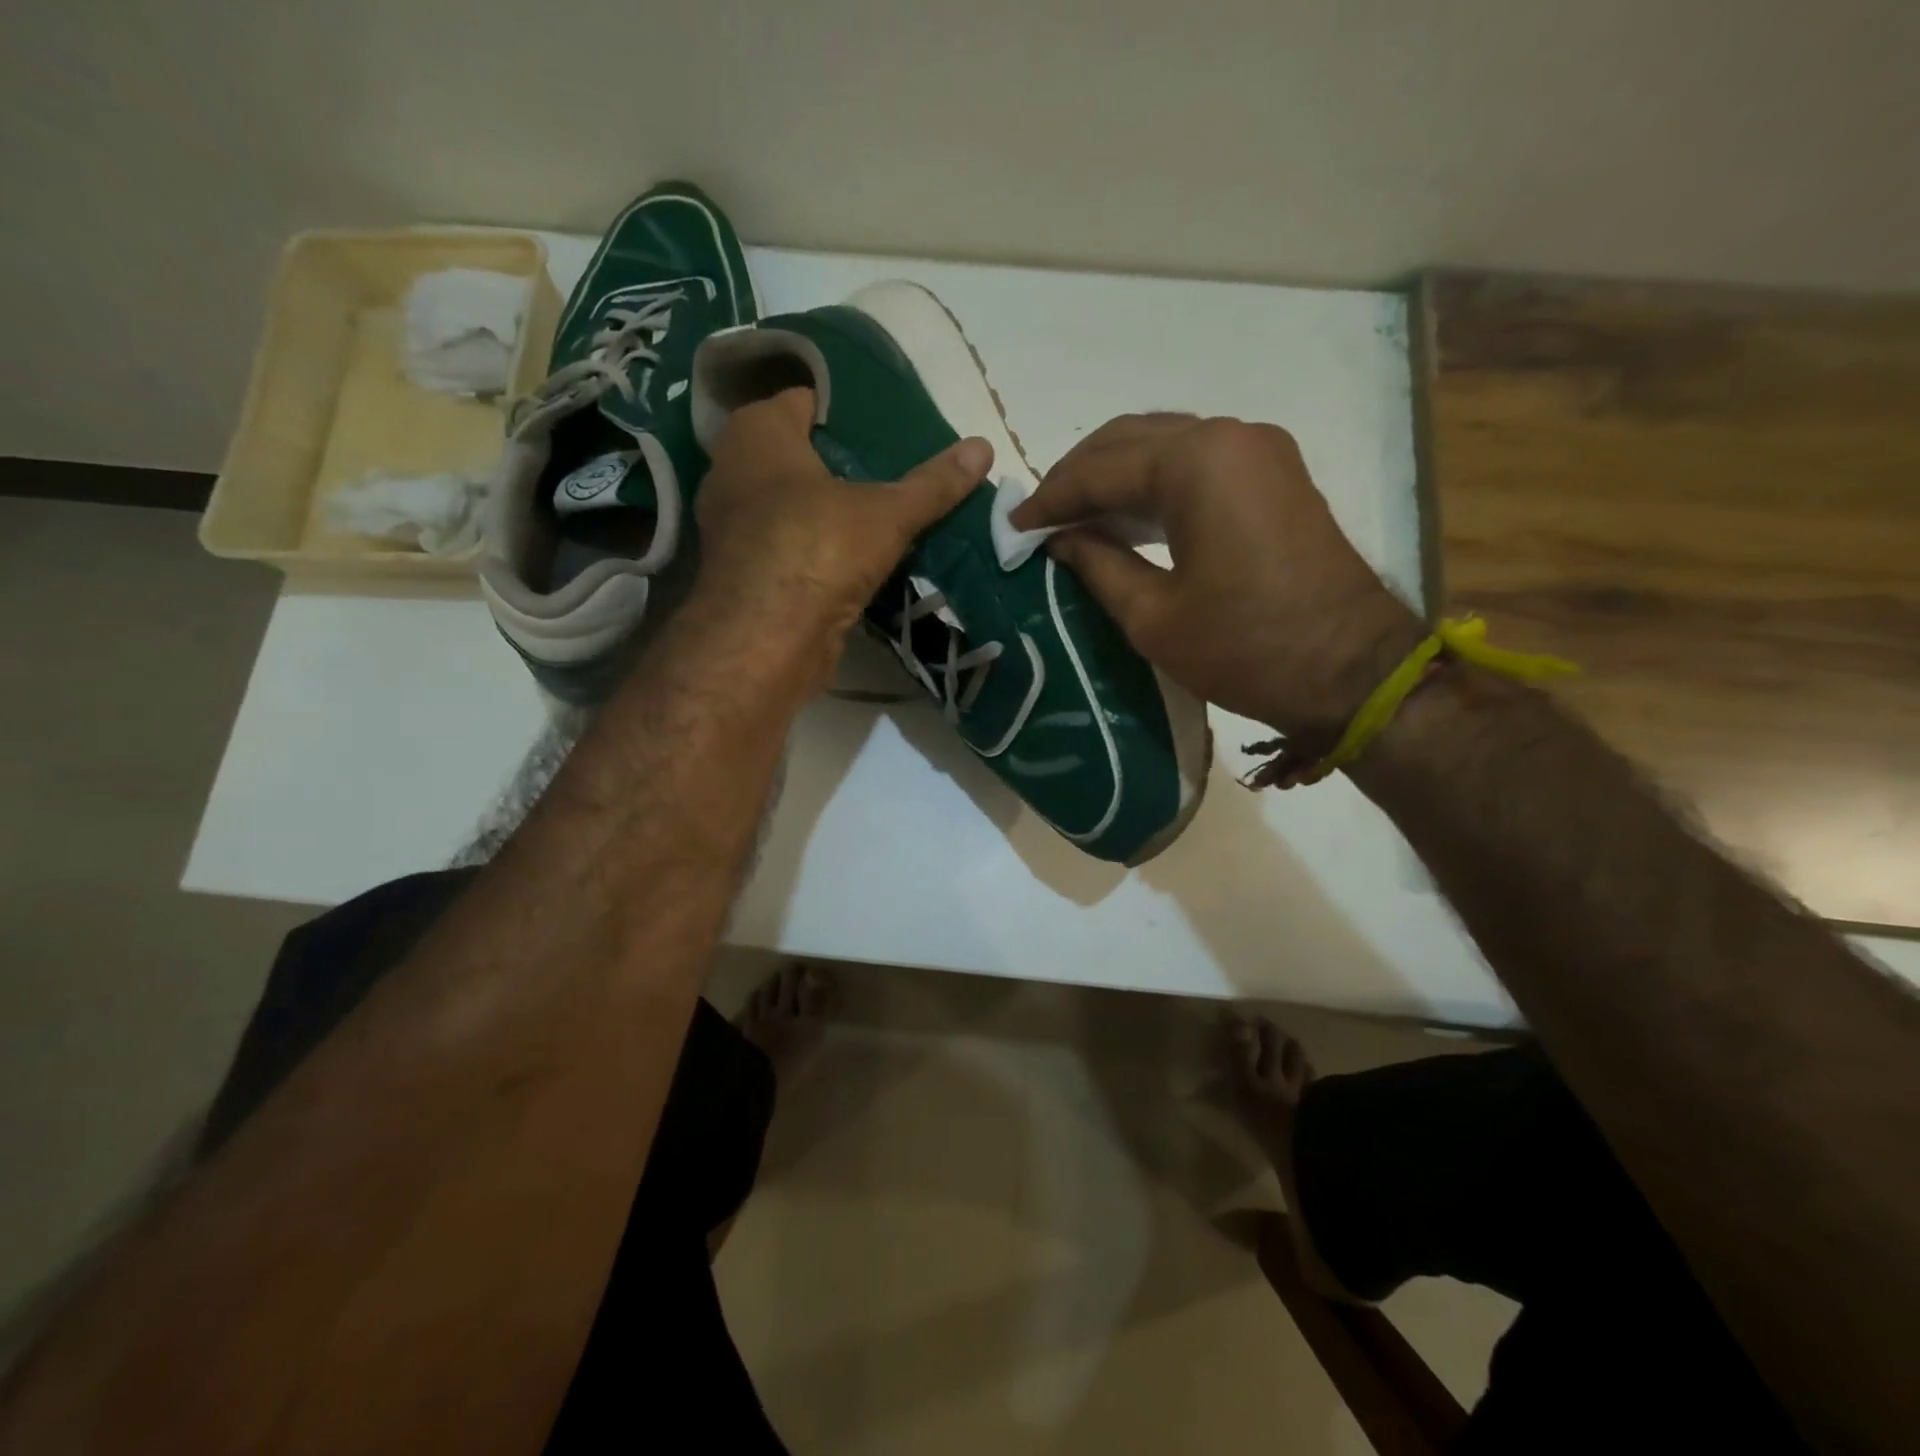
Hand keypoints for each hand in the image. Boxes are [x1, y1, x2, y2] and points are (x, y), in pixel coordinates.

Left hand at [694, 388, 991, 670]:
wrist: (766, 639)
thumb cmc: (819, 549)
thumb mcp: (887, 513)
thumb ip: (932, 483)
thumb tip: (984, 446)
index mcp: (758, 433)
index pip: (802, 400)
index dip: (842, 409)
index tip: (883, 423)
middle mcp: (733, 470)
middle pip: (794, 453)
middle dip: (836, 460)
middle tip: (887, 467)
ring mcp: (732, 525)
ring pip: (786, 503)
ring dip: (823, 508)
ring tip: (876, 511)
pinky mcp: (743, 571)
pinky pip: (785, 543)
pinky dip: (812, 545)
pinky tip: (849, 556)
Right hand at [1010, 414, 1420, 740]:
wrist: (1351, 671)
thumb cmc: (1245, 649)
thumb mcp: (1153, 616)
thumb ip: (1097, 565)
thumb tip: (1058, 539)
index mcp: (1196, 462)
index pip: (1100, 467)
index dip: (1050, 498)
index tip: (1013, 526)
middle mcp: (1229, 435)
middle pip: (1131, 440)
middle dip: (1078, 477)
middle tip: (1040, 519)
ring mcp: (1259, 451)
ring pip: (1164, 446)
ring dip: (1115, 478)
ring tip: (1073, 520)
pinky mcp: (1275, 475)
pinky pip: (1198, 464)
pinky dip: (1154, 486)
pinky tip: (1126, 519)